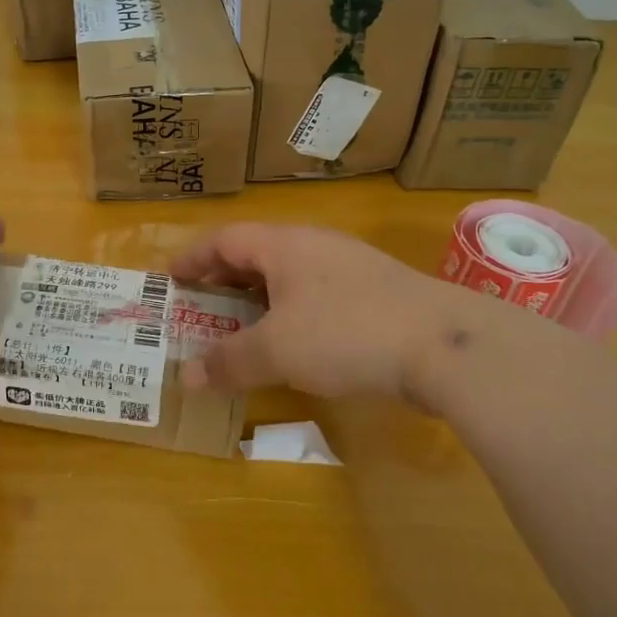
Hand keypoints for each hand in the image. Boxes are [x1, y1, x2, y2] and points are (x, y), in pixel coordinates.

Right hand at [169, 223, 546, 406]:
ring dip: (260, 298)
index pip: (225, 239)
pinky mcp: (378, 294)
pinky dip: (292, 313)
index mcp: (285, 245)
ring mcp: (351, 267)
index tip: (171, 278)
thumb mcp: (277, 350)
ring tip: (243, 327)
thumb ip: (229, 361)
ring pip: (291, 275)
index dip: (194, 257)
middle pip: (257, 253)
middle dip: (225, 278)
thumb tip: (187, 377)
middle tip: (201, 305)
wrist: (445, 344)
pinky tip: (297, 343)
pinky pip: (318, 295)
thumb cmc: (346, 333)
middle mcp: (316, 245)